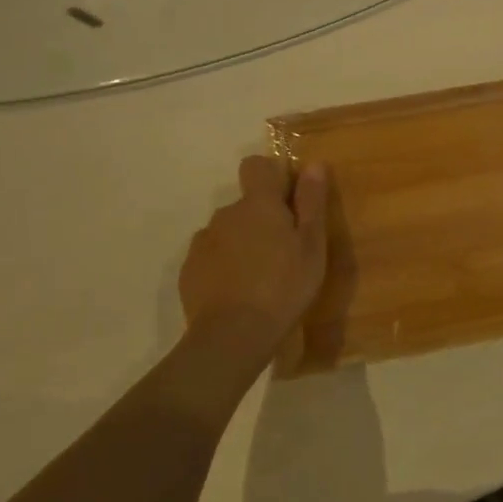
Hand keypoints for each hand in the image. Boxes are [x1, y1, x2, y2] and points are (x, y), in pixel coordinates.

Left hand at [178, 157, 329, 363]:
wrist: (232, 338)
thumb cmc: (284, 286)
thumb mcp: (312, 245)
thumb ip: (311, 201)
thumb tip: (313, 163)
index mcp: (258, 204)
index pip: (256, 165)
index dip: (271, 175)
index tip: (287, 200)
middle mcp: (226, 214)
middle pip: (245, 204)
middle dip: (261, 218)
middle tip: (282, 251)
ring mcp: (203, 242)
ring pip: (227, 231)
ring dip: (241, 242)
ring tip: (259, 276)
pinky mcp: (189, 270)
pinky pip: (210, 256)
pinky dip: (223, 266)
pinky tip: (236, 292)